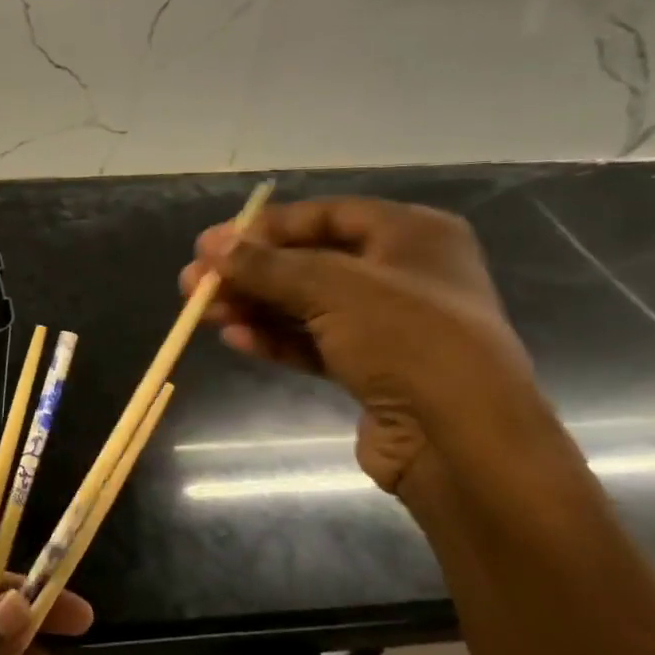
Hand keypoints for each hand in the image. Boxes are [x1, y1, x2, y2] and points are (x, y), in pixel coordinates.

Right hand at [182, 196, 538, 490]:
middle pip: (309, 262)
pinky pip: (314, 343)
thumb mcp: (332, 287)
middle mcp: (402, 274)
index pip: (325, 215)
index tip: (212, 244)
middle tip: (195, 284)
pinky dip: (276, 339)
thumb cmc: (407, 339)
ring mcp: (388, 325)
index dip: (265, 228)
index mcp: (412, 234)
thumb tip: (211, 247)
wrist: (460, 439)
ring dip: (255, 306)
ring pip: (306, 305)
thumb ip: (267, 265)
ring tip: (204, 312)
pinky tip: (236, 340)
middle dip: (250, 273)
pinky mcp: (372, 370)